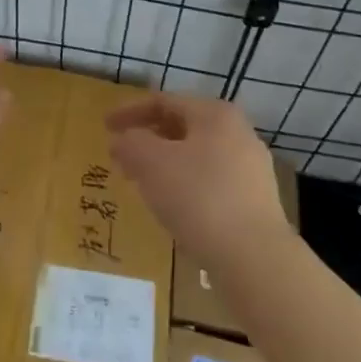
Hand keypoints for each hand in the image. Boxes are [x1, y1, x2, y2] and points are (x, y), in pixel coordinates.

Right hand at [106, 93, 291, 263]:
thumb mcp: (152, 164)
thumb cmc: (200, 198)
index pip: (163, 101)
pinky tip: (171, 205)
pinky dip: (185, 184)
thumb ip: (131, 143)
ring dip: (165, 163)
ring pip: (196, 155)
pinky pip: (211, 181)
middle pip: (182, 126)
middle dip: (147, 139)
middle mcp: (238, 133)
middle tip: (121, 155)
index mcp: (215, 114)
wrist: (255, 260)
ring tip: (141, 182)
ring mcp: (251, 168)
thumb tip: (122, 140)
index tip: (105, 127)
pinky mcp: (255, 201)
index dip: (129, 111)